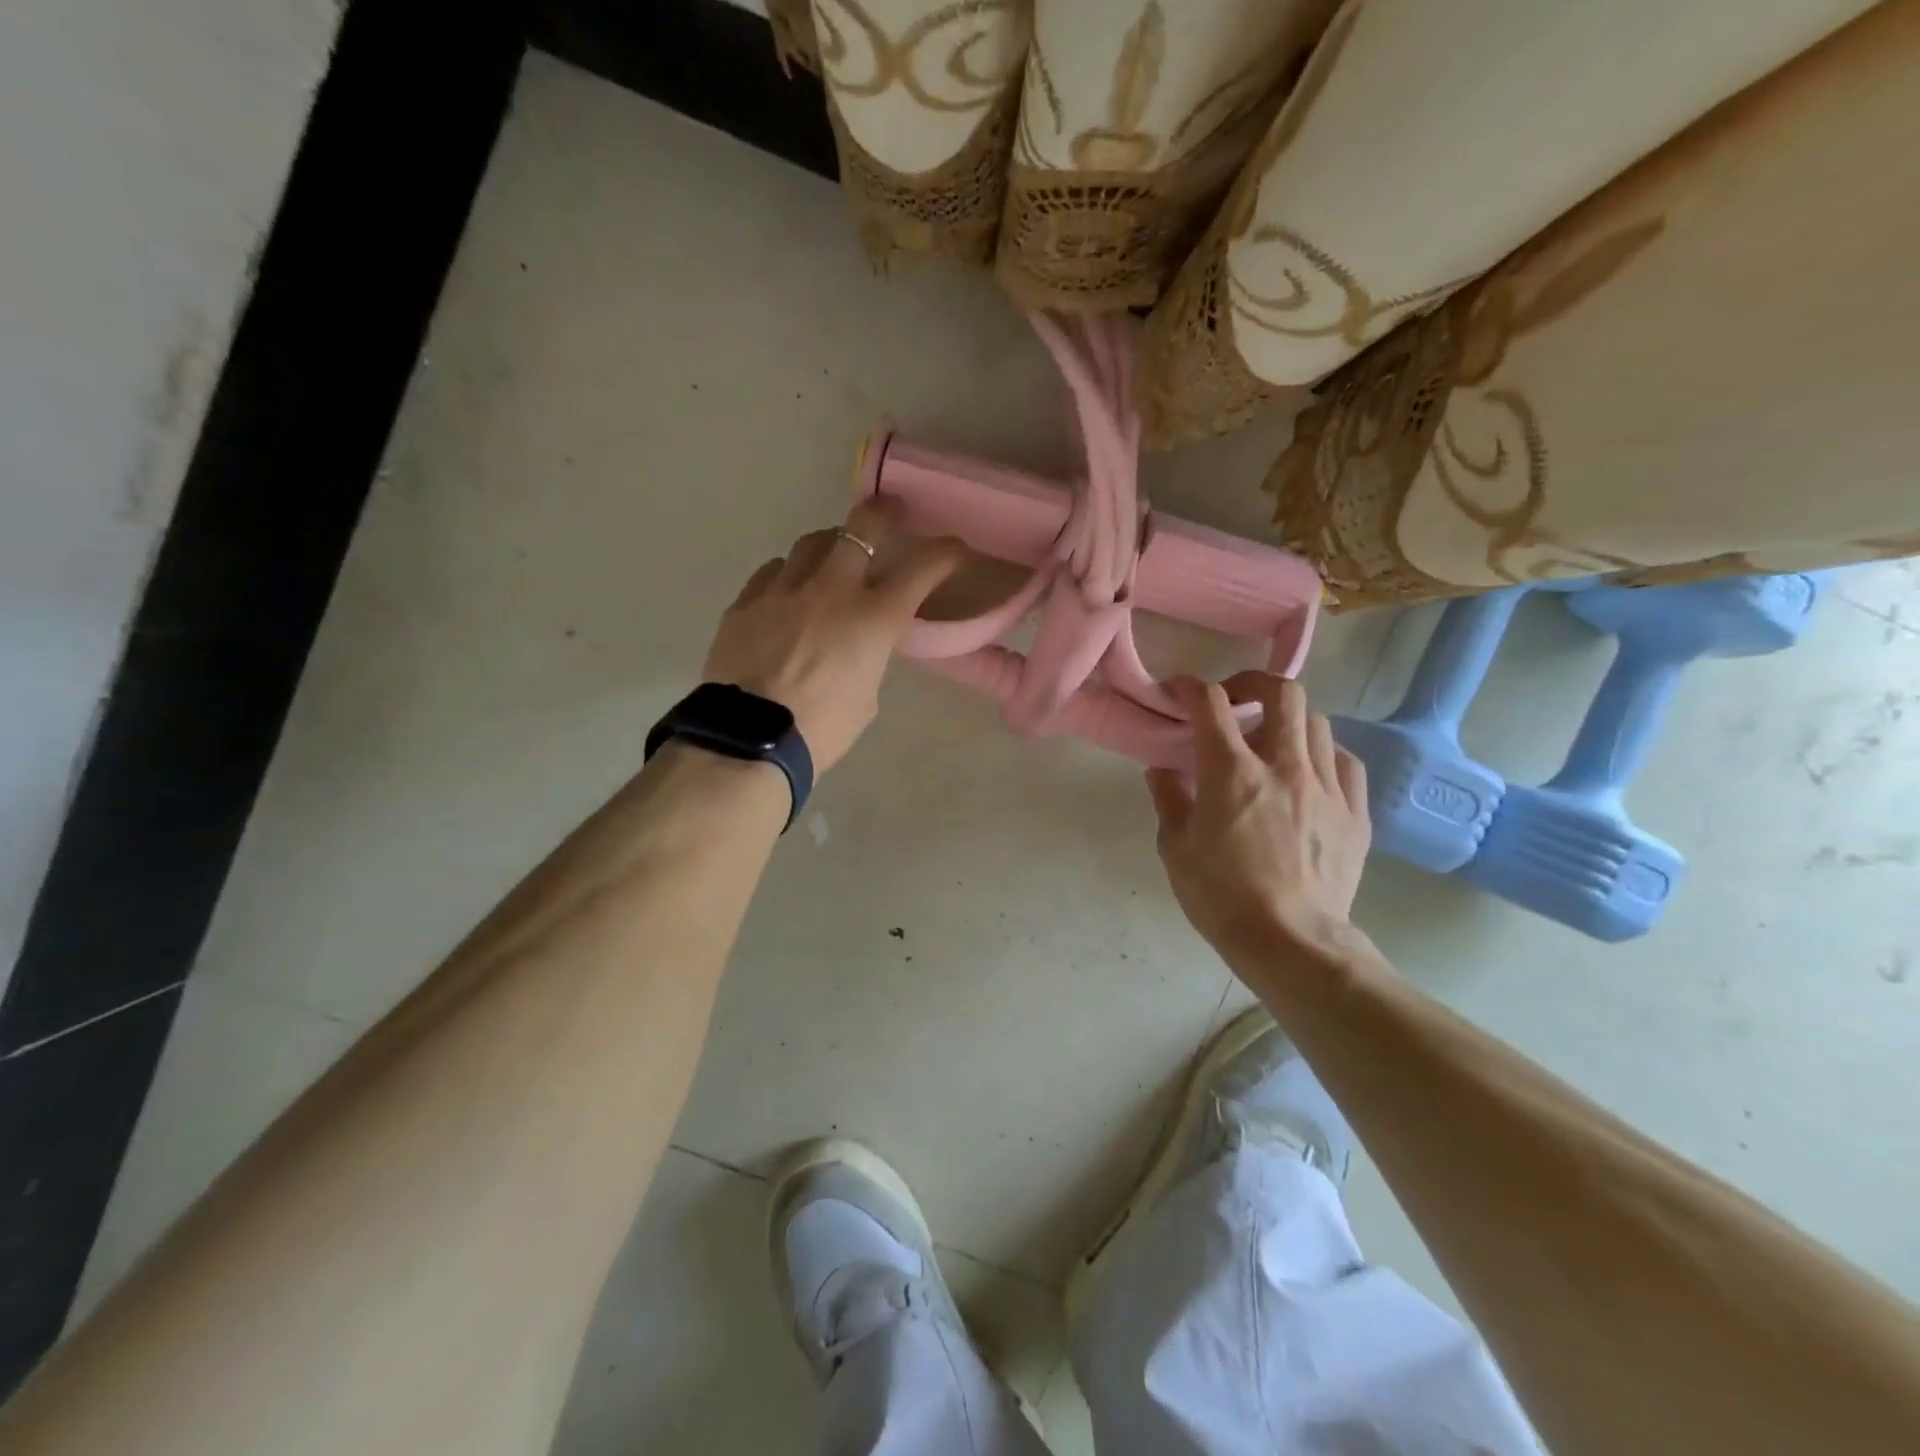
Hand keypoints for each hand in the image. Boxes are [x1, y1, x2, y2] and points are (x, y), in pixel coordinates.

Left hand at [703, 499, 964, 773]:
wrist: (750, 741)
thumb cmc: (823, 730)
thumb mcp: (866, 695)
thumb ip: (869, 657)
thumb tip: (859, 644)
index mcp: (873, 618)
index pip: (922, 567)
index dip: (944, 552)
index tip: (953, 549)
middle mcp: (832, 589)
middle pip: (861, 527)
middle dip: (882, 515)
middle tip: (889, 515)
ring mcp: (784, 589)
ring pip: (811, 542)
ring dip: (830, 545)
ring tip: (831, 557)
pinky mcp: (746, 601)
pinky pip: (773, 571)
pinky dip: (789, 575)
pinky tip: (788, 591)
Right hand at [1147, 674, 1371, 960]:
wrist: (1292, 941)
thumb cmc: (1222, 896)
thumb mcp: (1176, 849)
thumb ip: (1168, 799)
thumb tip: (1162, 769)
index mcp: (1232, 772)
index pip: (1211, 704)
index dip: (1191, 687)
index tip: (1179, 690)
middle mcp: (1284, 765)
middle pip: (1282, 692)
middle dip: (1254, 683)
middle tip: (1236, 700)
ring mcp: (1326, 786)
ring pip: (1317, 722)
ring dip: (1288, 721)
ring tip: (1272, 742)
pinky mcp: (1355, 811)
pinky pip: (1344, 760)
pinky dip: (1322, 754)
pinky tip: (1309, 772)